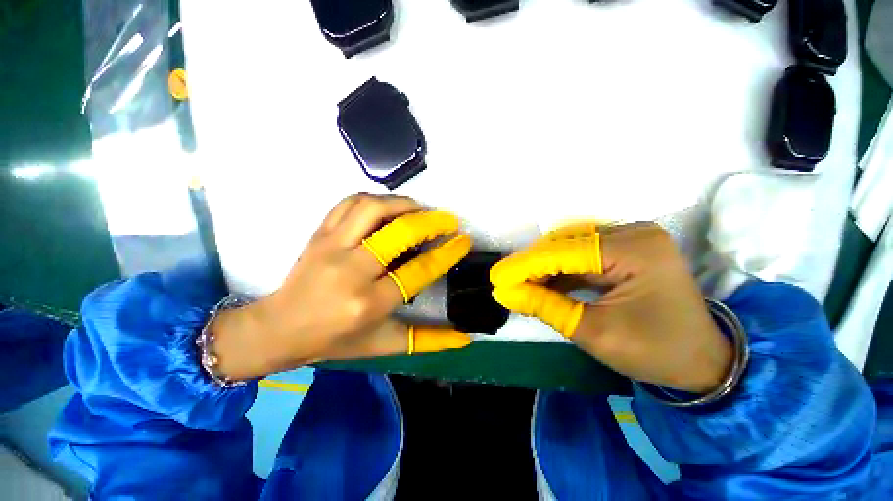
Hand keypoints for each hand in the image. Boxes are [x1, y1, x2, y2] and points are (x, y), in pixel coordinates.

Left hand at [211, 194, 472, 380]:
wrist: (279, 328)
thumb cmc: (336, 340)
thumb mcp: (385, 344)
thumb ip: (428, 341)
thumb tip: (465, 337)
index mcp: (369, 303)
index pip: (419, 270)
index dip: (447, 252)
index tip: (463, 240)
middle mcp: (351, 270)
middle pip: (399, 233)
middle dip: (431, 222)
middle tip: (448, 220)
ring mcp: (332, 246)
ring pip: (373, 208)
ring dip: (404, 204)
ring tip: (421, 210)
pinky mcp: (320, 233)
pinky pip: (349, 203)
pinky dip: (375, 199)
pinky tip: (388, 207)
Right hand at [490, 223, 732, 393]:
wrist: (703, 360)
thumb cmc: (655, 351)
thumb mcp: (594, 333)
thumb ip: (545, 307)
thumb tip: (505, 293)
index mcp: (635, 250)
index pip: (565, 253)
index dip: (525, 265)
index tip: (496, 278)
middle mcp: (633, 233)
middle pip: (566, 244)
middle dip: (531, 264)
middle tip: (504, 282)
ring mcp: (631, 238)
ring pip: (570, 247)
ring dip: (542, 266)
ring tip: (518, 283)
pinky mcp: (626, 248)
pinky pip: (582, 254)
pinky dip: (559, 269)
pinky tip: (541, 282)